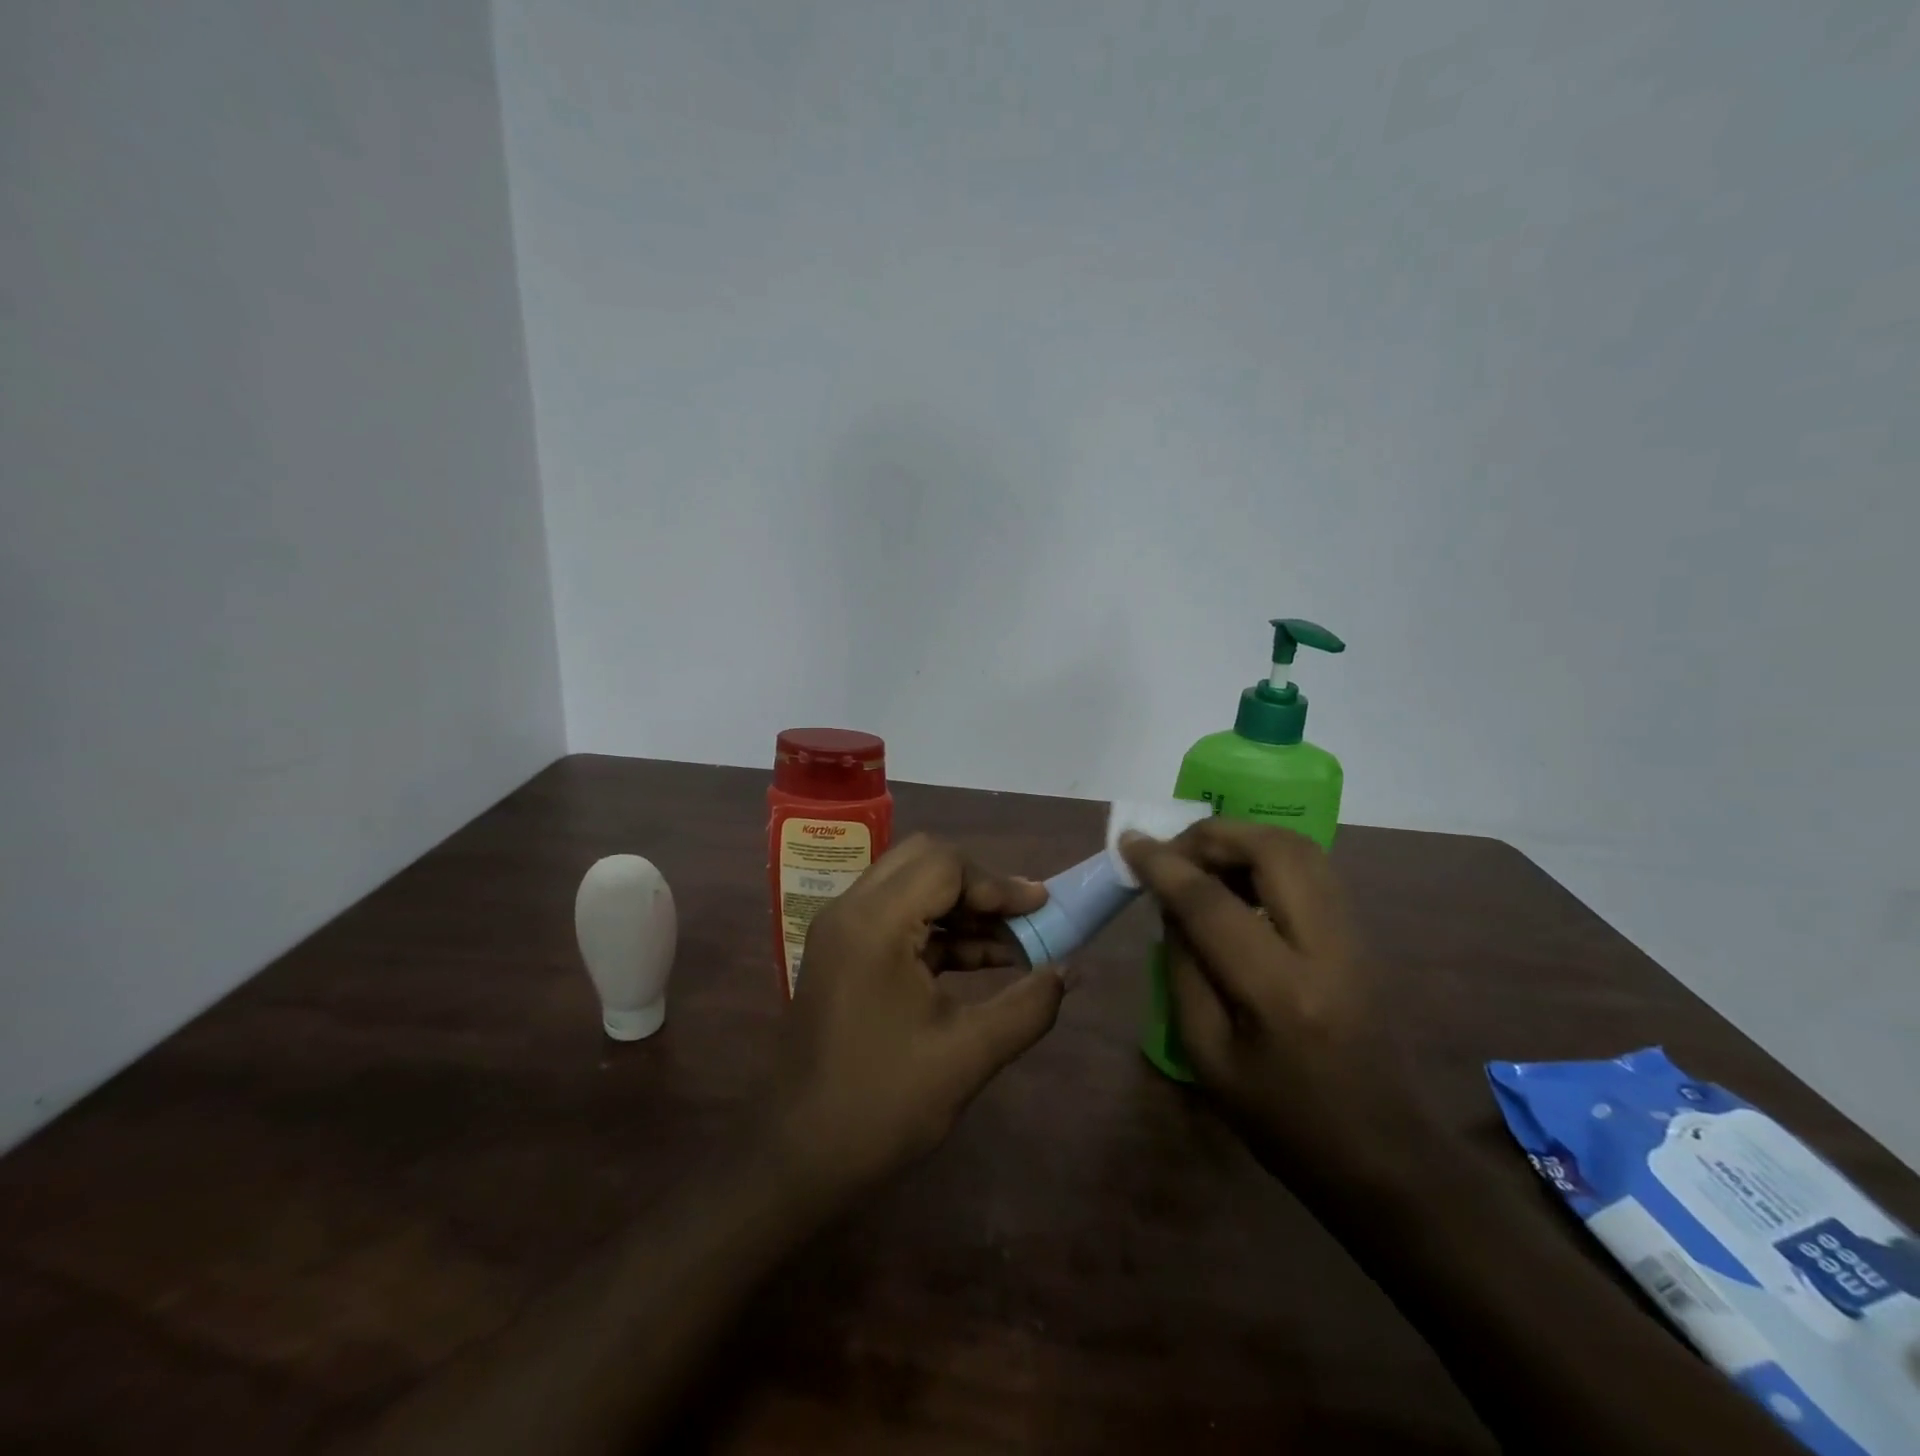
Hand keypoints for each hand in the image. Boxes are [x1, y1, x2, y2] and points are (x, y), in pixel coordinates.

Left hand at [768, 834, 1067, 1201]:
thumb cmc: (883, 1105)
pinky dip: (938, 930)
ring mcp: (841, 931)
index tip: (1042, 910)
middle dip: (979, 885)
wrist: (799, 1159)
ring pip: (910, 887)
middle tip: (1022, 918)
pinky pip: (896, 918)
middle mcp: (850, 911)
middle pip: (924, 861)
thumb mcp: (969, 1055)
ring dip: (961, 908)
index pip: (944, 865)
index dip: (998, 883)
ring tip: (1013, 944)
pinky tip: (980, 961)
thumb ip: (1028, 1006)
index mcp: (874, 923)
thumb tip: (1072, 971)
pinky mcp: (842, 954)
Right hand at [1122, 820, 1414, 1178]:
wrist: (1382, 1156)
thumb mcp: (1205, 1055)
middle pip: (1274, 850)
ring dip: (1243, 839)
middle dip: (1213, 835)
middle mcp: (1328, 950)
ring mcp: (1357, 938)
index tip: (1130, 843)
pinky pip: (1313, 869)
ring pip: (1301, 849)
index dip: (1164, 866)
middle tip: (1174, 852)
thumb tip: (1170, 903)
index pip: (1211, 904)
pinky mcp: (1364, 937)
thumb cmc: (1281, 1121)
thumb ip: (1182, 968)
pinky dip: (1267, 857)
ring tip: (1202, 861)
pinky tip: (1240, 882)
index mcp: (1280, 994)